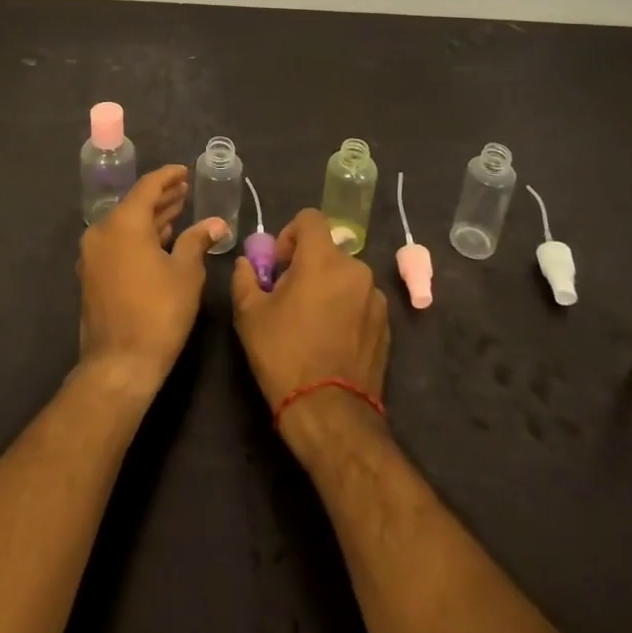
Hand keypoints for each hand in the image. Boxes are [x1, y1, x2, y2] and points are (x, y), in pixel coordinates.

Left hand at [78, 165, 226, 395]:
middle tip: (185, 190)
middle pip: (134, 204)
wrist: (119, 364)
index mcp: (124, 223)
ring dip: (151, 217)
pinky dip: (138, 236)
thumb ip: (197, 241)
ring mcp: (93, 254)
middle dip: (161, 197)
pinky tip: (160, 239)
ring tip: (177, 211)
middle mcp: (102, 231)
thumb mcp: (185, 273)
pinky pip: (117, 242)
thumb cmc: (158, 312)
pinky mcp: (92, 275)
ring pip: (125, 224)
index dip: (168, 176)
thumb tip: (216, 223)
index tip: (185, 171)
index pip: (148, 186)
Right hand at [231, 208, 389, 440]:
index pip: (310, 218)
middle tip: (289, 297)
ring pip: (345, 277)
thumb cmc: (284, 355)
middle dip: (307, 265)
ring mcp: (376, 298)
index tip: (279, 265)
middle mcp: (355, 269)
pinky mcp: (386, 325)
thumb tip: (248, 264)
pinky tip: (331, 340)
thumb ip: (245, 277)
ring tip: (311, 323)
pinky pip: (360, 302)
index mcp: (323, 259)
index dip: (290, 234)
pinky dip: (345, 309)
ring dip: (328, 288)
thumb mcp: (249, 314)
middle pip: (327, 251)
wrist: (330, 413)